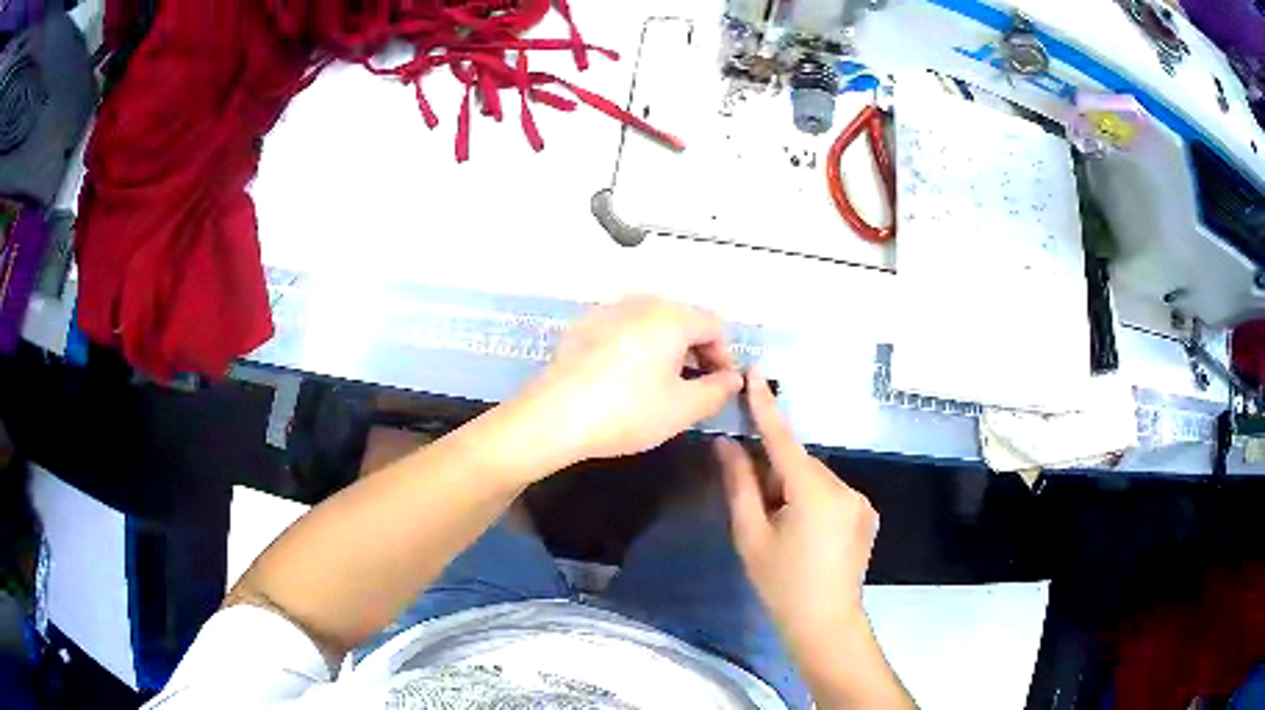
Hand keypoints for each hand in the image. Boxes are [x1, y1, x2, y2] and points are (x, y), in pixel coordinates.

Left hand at [522, 295, 743, 464]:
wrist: (553, 417)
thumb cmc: (627, 411)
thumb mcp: (682, 409)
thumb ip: (717, 390)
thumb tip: (733, 379)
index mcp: (670, 316)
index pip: (714, 325)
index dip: (724, 357)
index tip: (720, 387)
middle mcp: (640, 302)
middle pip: (682, 319)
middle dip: (696, 351)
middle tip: (694, 388)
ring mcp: (606, 310)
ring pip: (651, 323)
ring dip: (666, 349)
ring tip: (661, 385)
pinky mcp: (581, 326)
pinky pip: (623, 329)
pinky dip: (636, 348)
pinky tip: (624, 379)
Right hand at [717, 373, 878, 657]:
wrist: (825, 623)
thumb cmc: (781, 585)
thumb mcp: (751, 536)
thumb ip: (739, 485)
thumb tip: (726, 444)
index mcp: (815, 493)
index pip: (784, 441)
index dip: (766, 407)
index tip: (755, 373)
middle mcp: (845, 488)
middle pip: (800, 464)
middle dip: (775, 474)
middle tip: (756, 506)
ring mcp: (860, 501)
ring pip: (815, 479)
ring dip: (793, 489)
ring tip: (780, 527)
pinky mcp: (866, 514)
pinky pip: (831, 493)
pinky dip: (811, 500)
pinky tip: (802, 533)